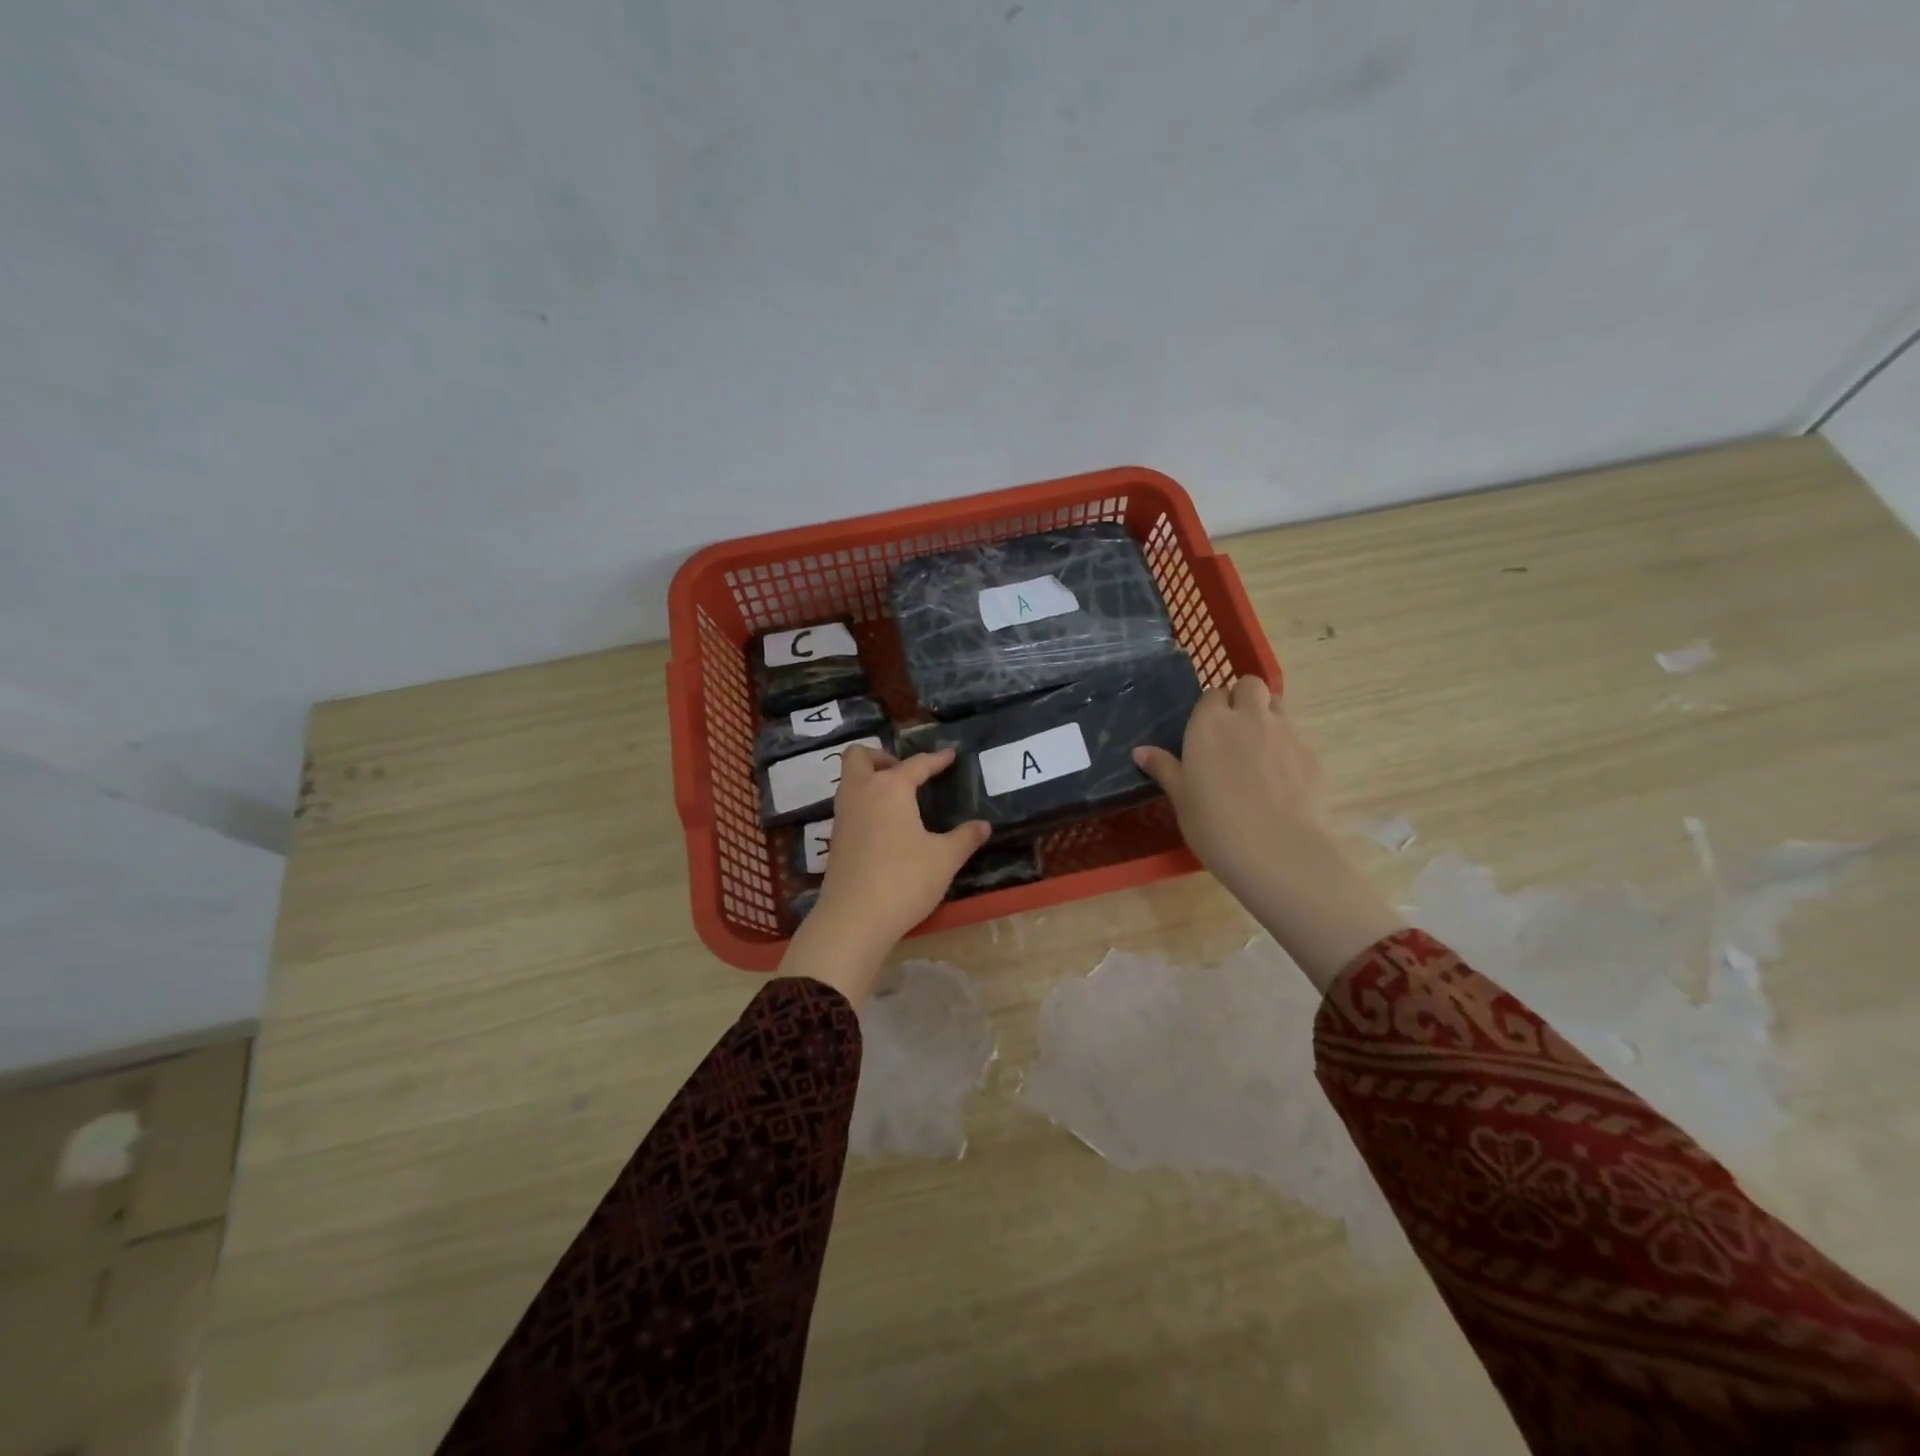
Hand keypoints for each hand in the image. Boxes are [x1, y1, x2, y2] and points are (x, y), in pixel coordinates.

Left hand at [780, 745, 989, 1006]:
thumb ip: (965, 837)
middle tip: (906, 773)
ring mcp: (843, 816)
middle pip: (859, 756)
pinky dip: (865, 803)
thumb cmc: (904, 879)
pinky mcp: (835, 839)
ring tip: (899, 798)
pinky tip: (886, 825)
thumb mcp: (945, 858)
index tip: (950, 755)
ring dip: (870, 779)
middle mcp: (861, 792)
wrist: (854, 919)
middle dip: (882, 757)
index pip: (916, 764)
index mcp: (890, 788)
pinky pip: (849, 805)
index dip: (936, 759)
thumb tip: (984, 825)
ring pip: (849, 780)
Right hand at [1134, 677, 1402, 991]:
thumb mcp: (1180, 797)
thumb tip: (1140, 751)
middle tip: (1234, 730)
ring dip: (1268, 717)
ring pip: (1279, 706)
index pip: (1211, 695)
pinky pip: (1298, 739)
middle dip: (1243, 698)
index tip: (1206, 732)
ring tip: (1258, 751)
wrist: (1277, 852)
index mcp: (1210, 723)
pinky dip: (1288, 750)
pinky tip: (1282, 782)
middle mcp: (1249, 717)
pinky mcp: (1312, 755)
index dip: (1210, 710)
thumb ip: (1164, 768)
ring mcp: (1286, 733)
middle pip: (1250, 685)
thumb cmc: (1214, 824)